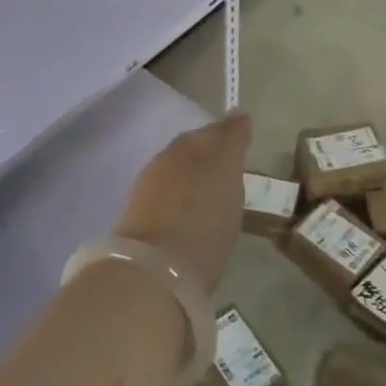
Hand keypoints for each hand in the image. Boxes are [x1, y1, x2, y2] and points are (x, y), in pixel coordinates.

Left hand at [114, 111, 252, 292]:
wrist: (156, 272)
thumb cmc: (201, 215)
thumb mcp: (225, 171)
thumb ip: (231, 141)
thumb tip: (237, 114)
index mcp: (181, 148)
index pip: (207, 132)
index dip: (226, 134)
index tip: (244, 138)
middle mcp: (159, 167)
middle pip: (189, 155)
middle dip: (209, 159)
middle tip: (233, 169)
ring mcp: (145, 200)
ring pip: (177, 181)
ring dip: (195, 184)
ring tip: (218, 198)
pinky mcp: (141, 231)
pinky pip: (170, 208)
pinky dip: (185, 209)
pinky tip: (197, 222)